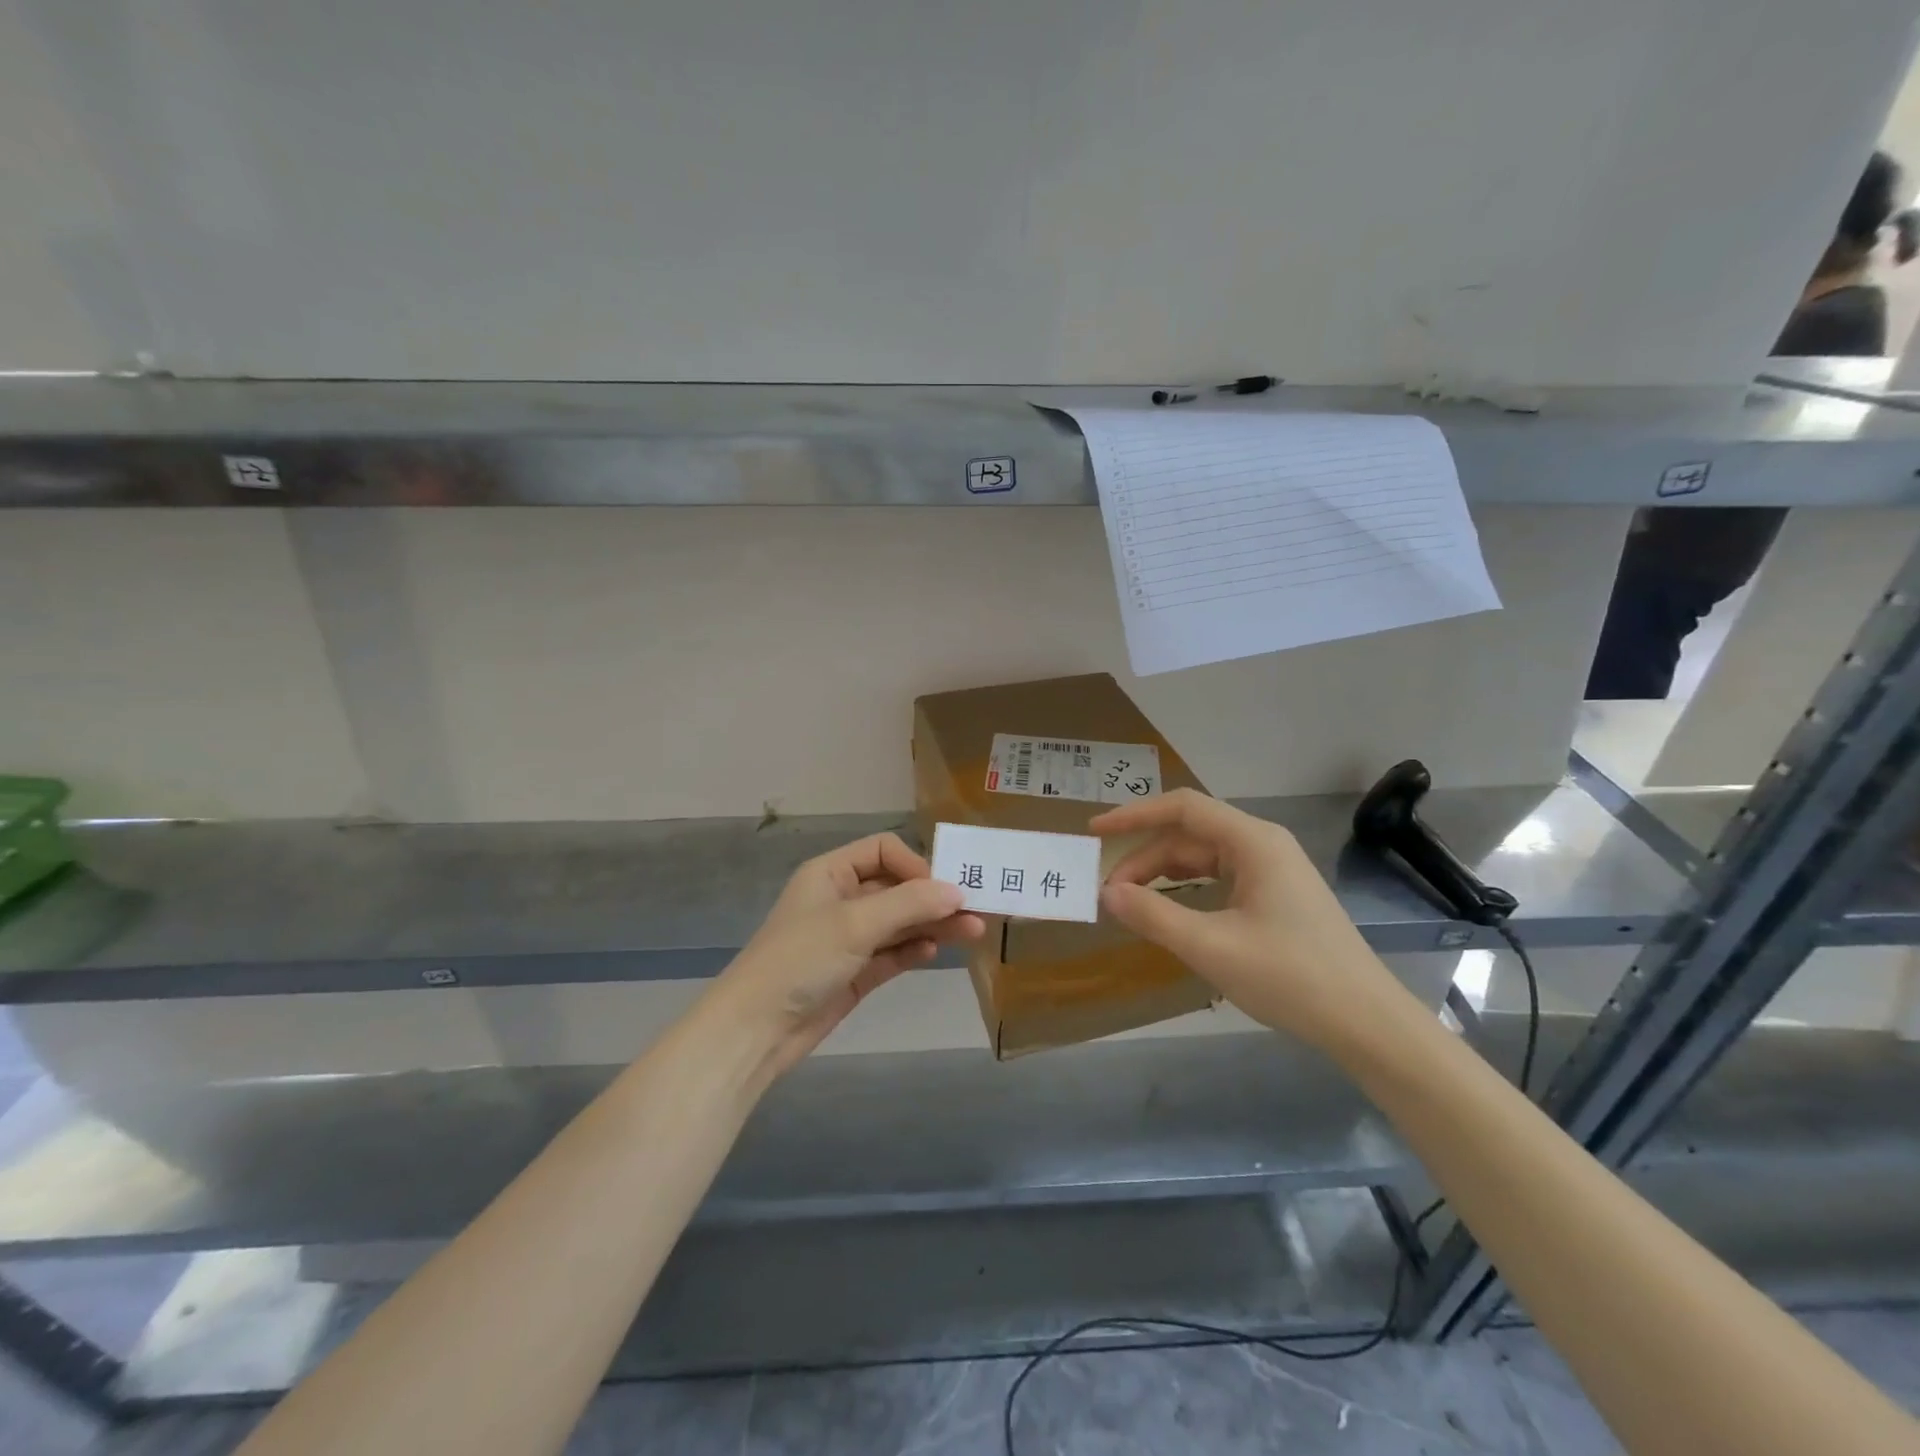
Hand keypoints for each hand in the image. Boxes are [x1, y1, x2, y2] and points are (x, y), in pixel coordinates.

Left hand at [705, 833, 984, 1080]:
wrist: (756, 1029)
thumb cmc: (801, 959)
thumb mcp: (855, 923)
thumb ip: (909, 904)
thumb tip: (957, 892)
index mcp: (832, 873)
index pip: (884, 851)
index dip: (915, 865)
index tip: (942, 890)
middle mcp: (842, 899)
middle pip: (897, 887)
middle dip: (934, 897)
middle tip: (977, 909)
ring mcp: (849, 937)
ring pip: (900, 922)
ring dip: (933, 924)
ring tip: (973, 931)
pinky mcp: (855, 971)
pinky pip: (893, 952)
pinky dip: (914, 948)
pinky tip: (935, 951)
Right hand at [1091, 789, 1412, 1055]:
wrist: (1367, 1022)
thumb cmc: (1291, 977)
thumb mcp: (1211, 947)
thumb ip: (1153, 915)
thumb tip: (1106, 893)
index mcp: (1253, 842)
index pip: (1182, 808)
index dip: (1134, 814)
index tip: (1095, 830)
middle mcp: (1263, 845)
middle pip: (1189, 836)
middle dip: (1145, 859)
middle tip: (1108, 893)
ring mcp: (1273, 871)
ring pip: (1203, 858)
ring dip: (1163, 876)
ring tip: (1130, 903)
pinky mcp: (1277, 897)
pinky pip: (1220, 879)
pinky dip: (1187, 891)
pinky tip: (1170, 913)